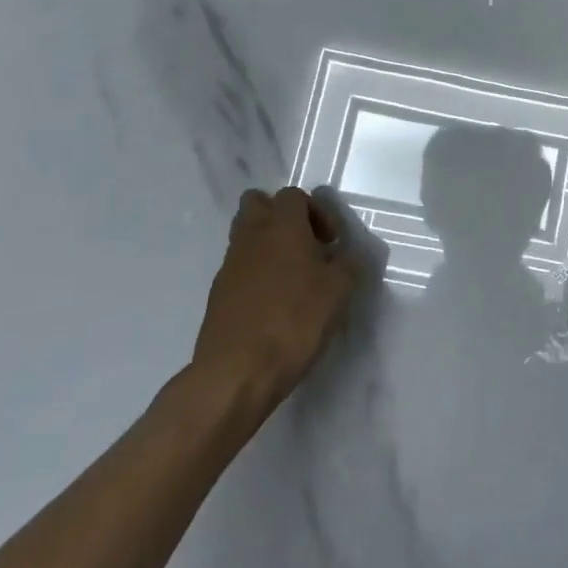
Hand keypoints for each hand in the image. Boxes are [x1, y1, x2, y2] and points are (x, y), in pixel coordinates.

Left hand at [193, 187, 362, 396]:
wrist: (236, 372)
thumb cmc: (294, 320)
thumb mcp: (339, 290)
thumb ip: (349, 264)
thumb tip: (349, 254)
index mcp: (282, 225)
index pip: (294, 195)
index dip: (318, 211)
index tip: (332, 242)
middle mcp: (251, 236)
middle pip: (258, 203)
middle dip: (282, 216)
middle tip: (306, 244)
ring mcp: (230, 265)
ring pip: (245, 234)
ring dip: (268, 244)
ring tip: (293, 275)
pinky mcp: (218, 294)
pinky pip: (239, 267)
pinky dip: (256, 273)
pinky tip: (274, 303)